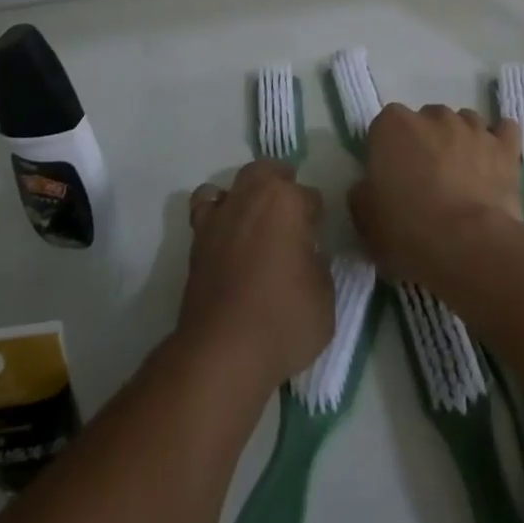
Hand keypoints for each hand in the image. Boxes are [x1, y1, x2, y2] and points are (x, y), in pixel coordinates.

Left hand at [180, 160, 333, 391]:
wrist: (223, 350)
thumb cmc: (284, 321)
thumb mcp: (326, 298)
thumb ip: (319, 266)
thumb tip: (310, 256)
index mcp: (289, 202)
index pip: (311, 197)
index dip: (316, 219)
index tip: (317, 240)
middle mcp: (252, 196)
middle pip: (269, 172)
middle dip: (283, 185)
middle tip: (292, 217)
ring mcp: (221, 213)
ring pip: (237, 183)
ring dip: (250, 193)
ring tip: (258, 220)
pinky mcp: (197, 235)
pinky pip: (206, 205)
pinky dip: (217, 210)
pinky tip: (226, 231)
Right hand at [350, 104, 523, 288]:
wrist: (469, 246)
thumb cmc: (408, 229)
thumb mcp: (365, 219)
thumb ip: (363, 192)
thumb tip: (371, 187)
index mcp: (392, 126)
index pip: (384, 126)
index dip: (387, 151)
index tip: (390, 178)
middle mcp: (433, 116)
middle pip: (425, 120)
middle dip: (424, 142)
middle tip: (425, 179)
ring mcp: (472, 128)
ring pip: (463, 122)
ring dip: (459, 141)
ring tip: (461, 174)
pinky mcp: (505, 147)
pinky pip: (504, 131)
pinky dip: (499, 142)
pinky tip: (495, 159)